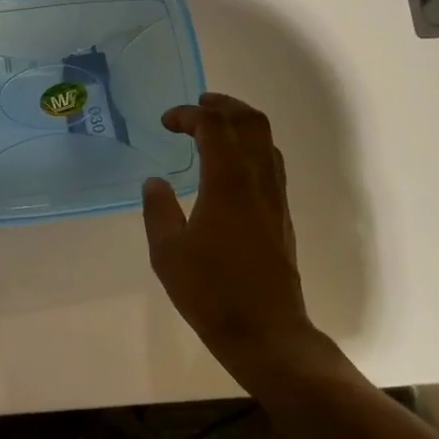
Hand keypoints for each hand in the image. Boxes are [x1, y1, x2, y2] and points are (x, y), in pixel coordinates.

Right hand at [143, 92, 319, 376]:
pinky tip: (231, 166)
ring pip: (267, 140)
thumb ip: (158, 210)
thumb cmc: (211, 292)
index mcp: (227, 182)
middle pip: (250, 121)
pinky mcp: (282, 215)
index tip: (167, 122)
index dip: (189, 114)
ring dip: (241, 124)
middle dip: (224, 105)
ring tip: (214, 129)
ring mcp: (275, 197)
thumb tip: (155, 182)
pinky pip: (271, 163)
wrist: (267, 333)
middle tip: (198, 106)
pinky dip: (251, 147)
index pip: (213, 125)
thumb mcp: (167, 253)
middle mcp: (257, 180)